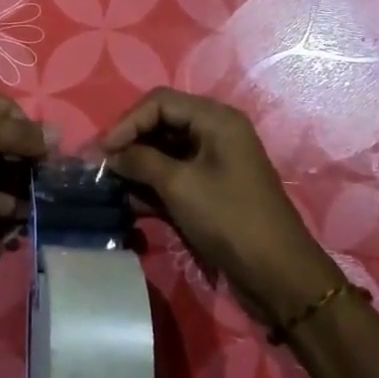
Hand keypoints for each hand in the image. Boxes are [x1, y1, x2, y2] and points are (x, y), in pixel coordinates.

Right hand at [102, 88, 339, 316]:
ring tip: (109, 186)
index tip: (102, 151)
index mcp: (215, 119)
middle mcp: (215, 132)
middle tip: (100, 167)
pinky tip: (128, 202)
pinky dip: (151, 185)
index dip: (127, 122)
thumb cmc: (229, 219)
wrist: (278, 275)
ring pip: (164, 152)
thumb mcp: (179, 185)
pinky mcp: (210, 189)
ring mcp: (214, 162)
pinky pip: (174, 176)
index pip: (159, 103)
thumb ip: (140, 162)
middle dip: (129, 144)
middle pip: (161, 124)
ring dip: (137, 166)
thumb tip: (109, 155)